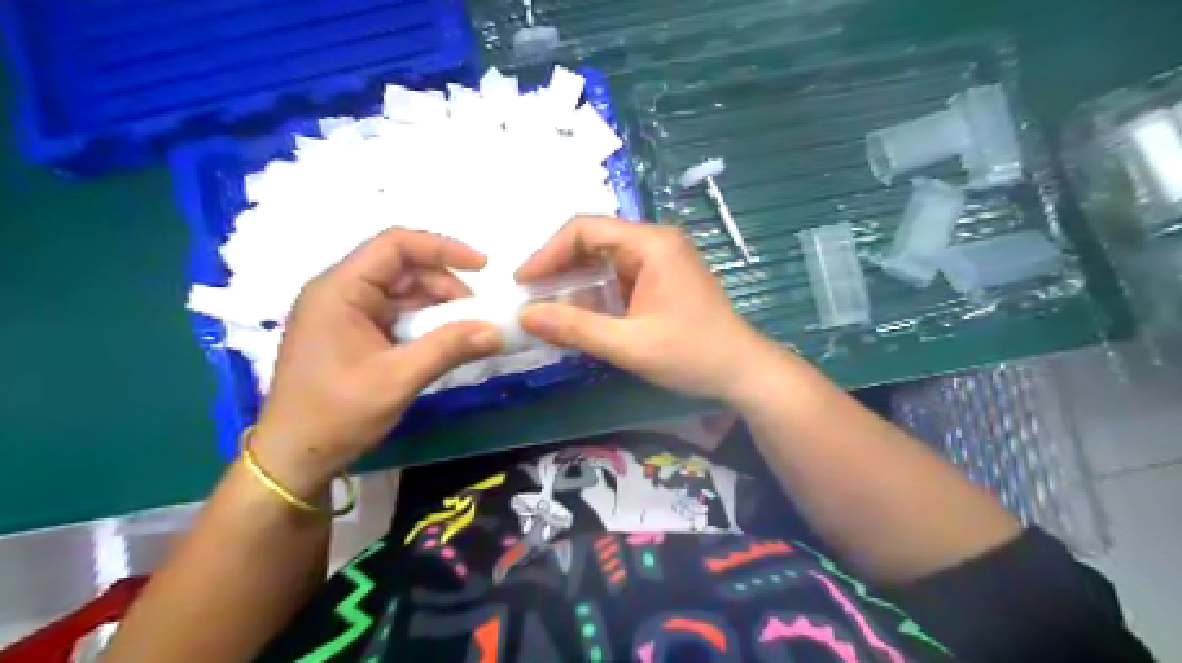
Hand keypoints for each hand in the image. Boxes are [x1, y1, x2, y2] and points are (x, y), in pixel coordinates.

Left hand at [255, 230, 501, 494]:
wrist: (294, 457)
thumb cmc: (336, 414)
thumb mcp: (397, 379)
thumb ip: (448, 349)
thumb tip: (496, 331)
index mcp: (339, 290)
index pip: (395, 245)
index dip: (442, 248)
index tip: (483, 267)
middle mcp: (340, 291)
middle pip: (402, 267)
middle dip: (445, 284)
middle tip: (476, 314)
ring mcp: (346, 312)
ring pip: (403, 291)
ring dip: (438, 305)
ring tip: (466, 330)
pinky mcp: (353, 332)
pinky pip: (397, 313)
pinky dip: (425, 321)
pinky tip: (444, 340)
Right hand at [519, 217, 777, 403]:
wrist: (742, 371)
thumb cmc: (692, 355)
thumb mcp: (630, 345)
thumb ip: (576, 328)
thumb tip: (524, 316)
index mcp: (651, 244)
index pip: (585, 229)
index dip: (548, 252)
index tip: (523, 282)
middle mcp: (655, 242)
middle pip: (593, 240)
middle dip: (558, 267)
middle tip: (530, 297)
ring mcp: (660, 260)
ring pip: (603, 259)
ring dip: (574, 282)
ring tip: (546, 308)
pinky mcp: (660, 279)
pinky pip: (617, 276)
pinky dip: (594, 293)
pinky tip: (577, 314)